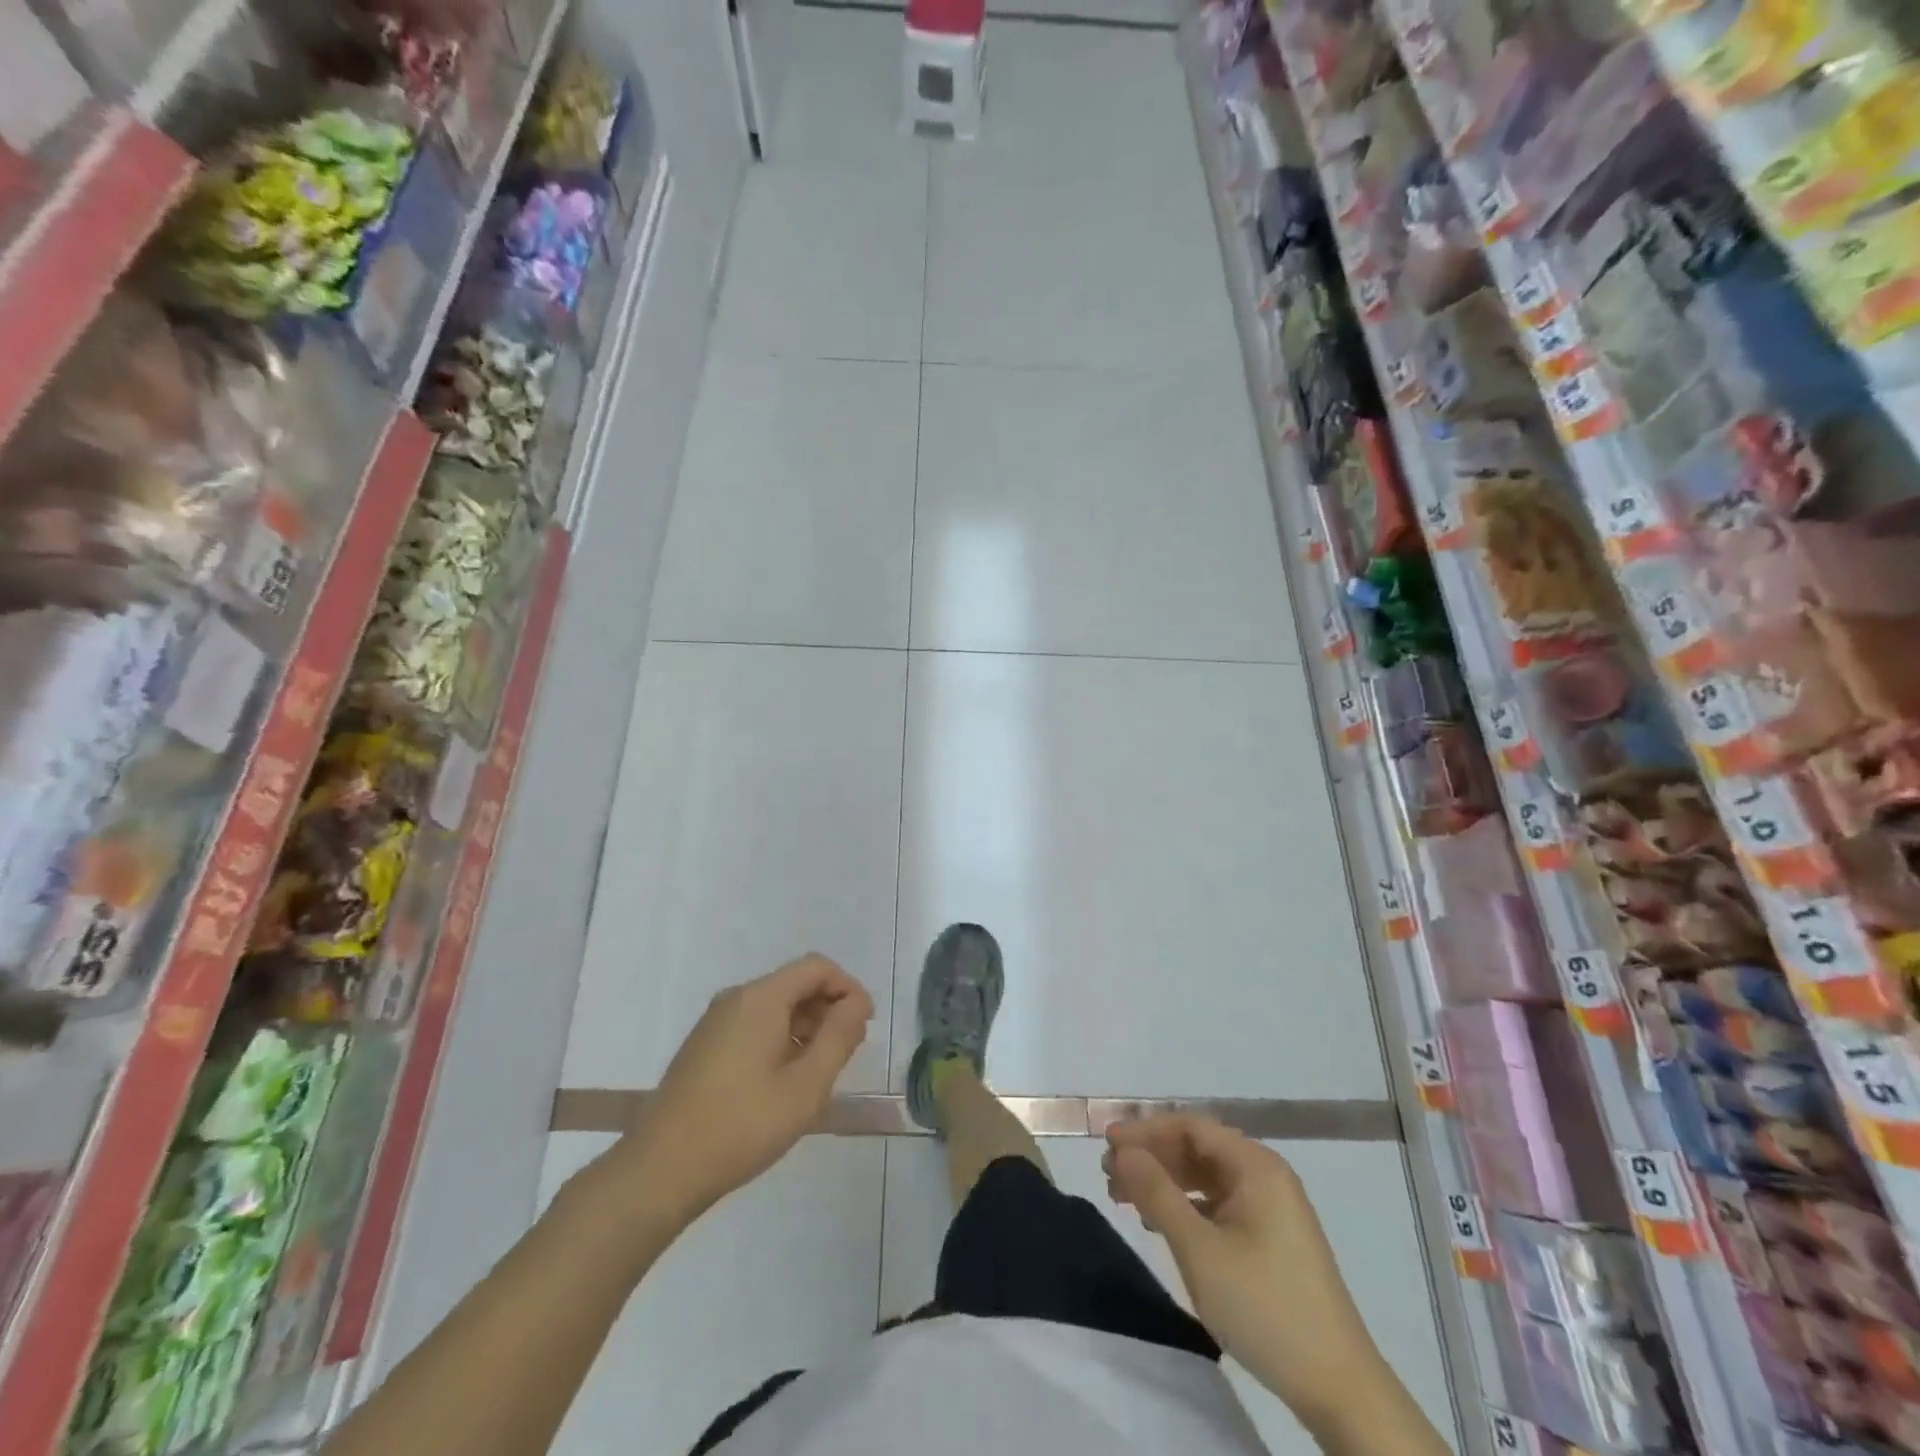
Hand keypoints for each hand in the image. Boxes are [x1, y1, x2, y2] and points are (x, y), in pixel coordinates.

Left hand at [615, 955, 872, 1223]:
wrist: (661, 1169)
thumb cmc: (742, 1124)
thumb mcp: (806, 1086)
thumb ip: (839, 1038)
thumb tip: (856, 1005)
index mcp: (761, 998)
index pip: (817, 967)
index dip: (848, 989)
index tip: (865, 1027)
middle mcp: (736, 998)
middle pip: (795, 984)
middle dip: (829, 1009)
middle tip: (847, 1053)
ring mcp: (715, 1022)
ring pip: (775, 1007)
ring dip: (806, 1027)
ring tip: (820, 1073)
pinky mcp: (704, 1046)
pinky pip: (754, 1025)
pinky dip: (781, 1039)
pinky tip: (785, 1082)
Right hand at [1104, 1116, 1385, 1428]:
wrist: (1340, 1388)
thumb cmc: (1264, 1307)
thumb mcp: (1199, 1250)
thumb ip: (1157, 1193)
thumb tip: (1124, 1151)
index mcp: (1255, 1166)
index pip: (1190, 1127)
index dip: (1145, 1130)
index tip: (1106, 1144)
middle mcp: (1266, 1175)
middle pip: (1198, 1149)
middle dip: (1151, 1157)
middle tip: (1109, 1174)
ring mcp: (1273, 1208)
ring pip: (1206, 1177)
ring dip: (1165, 1182)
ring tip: (1124, 1199)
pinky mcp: (1273, 1238)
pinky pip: (1220, 1204)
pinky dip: (1187, 1207)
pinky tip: (1160, 1225)